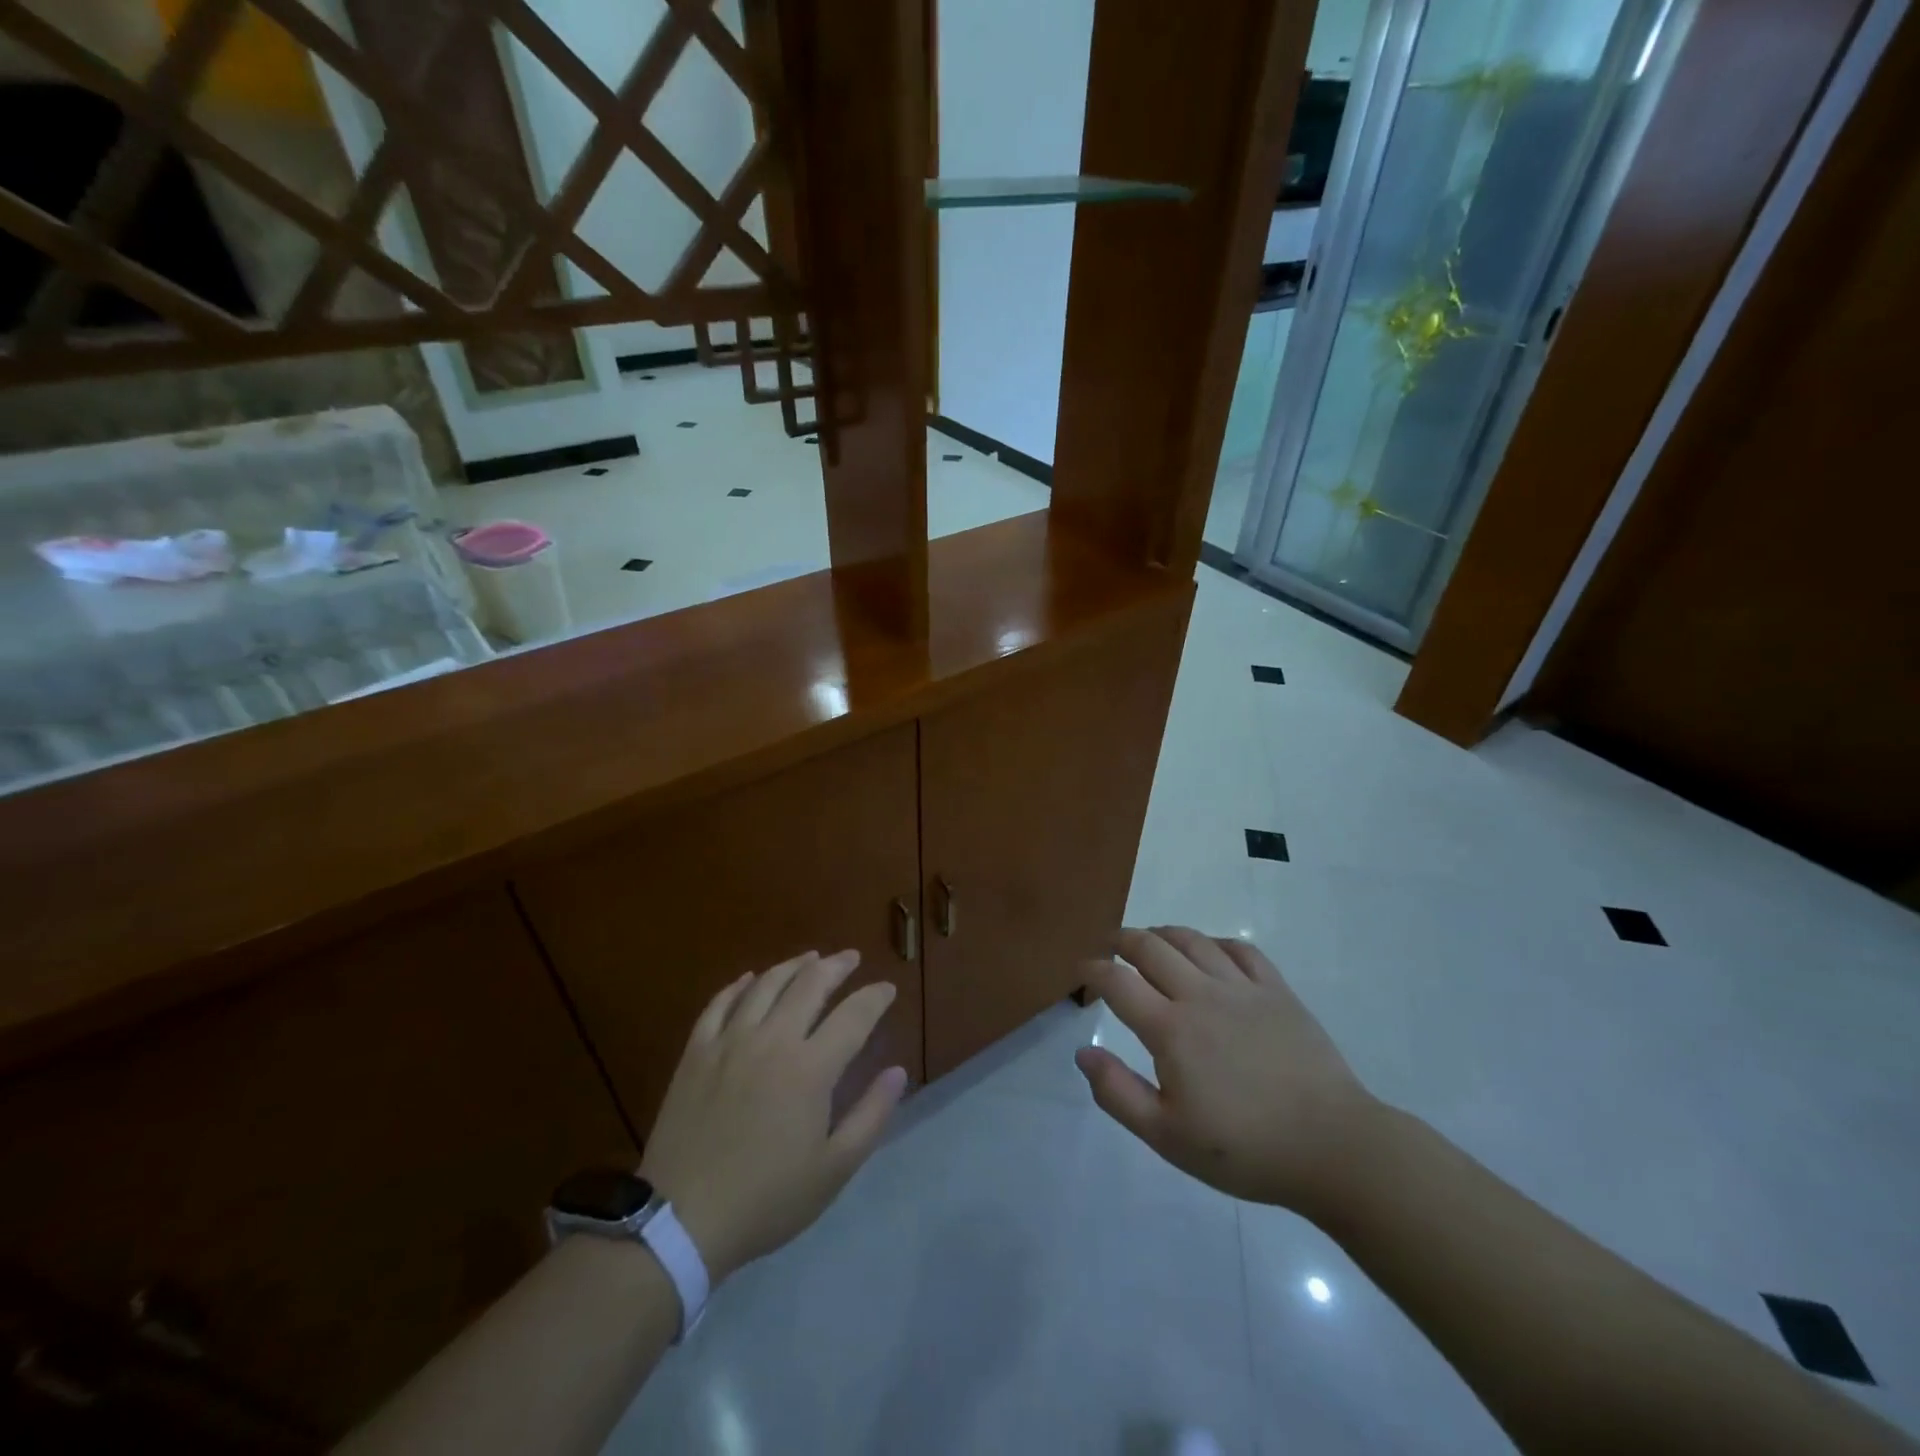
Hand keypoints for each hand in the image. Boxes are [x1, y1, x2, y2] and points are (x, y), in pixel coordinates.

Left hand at [639, 950, 906, 1283]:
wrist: (681, 1220)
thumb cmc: (767, 1199)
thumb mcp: (833, 1169)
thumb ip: (871, 1115)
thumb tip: (897, 1072)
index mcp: (810, 1068)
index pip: (853, 1016)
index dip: (875, 997)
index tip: (887, 988)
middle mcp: (772, 1040)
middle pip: (810, 984)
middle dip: (837, 966)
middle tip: (851, 958)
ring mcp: (729, 1041)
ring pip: (766, 984)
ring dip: (793, 966)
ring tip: (810, 958)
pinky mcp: (696, 1052)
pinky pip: (719, 1003)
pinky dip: (739, 985)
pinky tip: (750, 978)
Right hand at [1075, 927, 1377, 1216]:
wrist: (1333, 1148)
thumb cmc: (1244, 1149)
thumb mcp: (1167, 1137)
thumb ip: (1118, 1093)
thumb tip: (1083, 1052)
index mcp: (1170, 1029)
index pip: (1118, 982)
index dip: (1093, 970)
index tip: (1082, 970)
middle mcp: (1201, 995)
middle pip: (1151, 947)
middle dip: (1122, 939)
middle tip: (1110, 944)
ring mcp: (1243, 988)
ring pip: (1193, 940)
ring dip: (1163, 933)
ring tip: (1152, 939)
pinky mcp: (1278, 991)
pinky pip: (1241, 949)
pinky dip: (1216, 942)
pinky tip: (1210, 950)